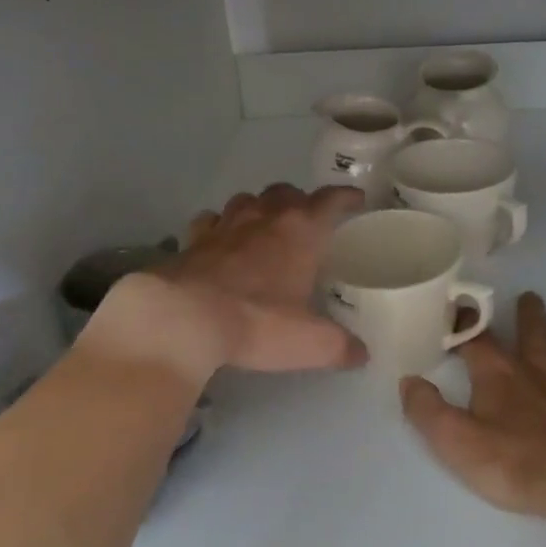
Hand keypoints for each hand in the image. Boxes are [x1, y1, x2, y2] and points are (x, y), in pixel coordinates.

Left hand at [86, 183, 366, 381]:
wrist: (185, 317)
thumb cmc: (258, 322)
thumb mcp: (310, 342)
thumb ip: (340, 346)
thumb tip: (361, 354)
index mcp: (301, 232)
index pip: (330, 201)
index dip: (346, 197)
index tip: (356, 199)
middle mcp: (265, 218)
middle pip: (286, 192)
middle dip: (300, 201)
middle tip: (307, 219)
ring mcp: (225, 225)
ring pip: (247, 200)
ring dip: (260, 207)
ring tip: (264, 226)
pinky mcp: (193, 240)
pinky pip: (211, 220)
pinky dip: (219, 225)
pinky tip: (220, 241)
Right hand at [400, 292, 545, 535]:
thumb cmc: (520, 464)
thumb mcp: (457, 443)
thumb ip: (427, 411)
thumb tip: (408, 380)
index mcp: (499, 375)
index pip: (476, 340)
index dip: (464, 323)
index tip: (458, 308)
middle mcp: (539, 367)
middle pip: (532, 331)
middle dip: (528, 313)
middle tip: (528, 296)